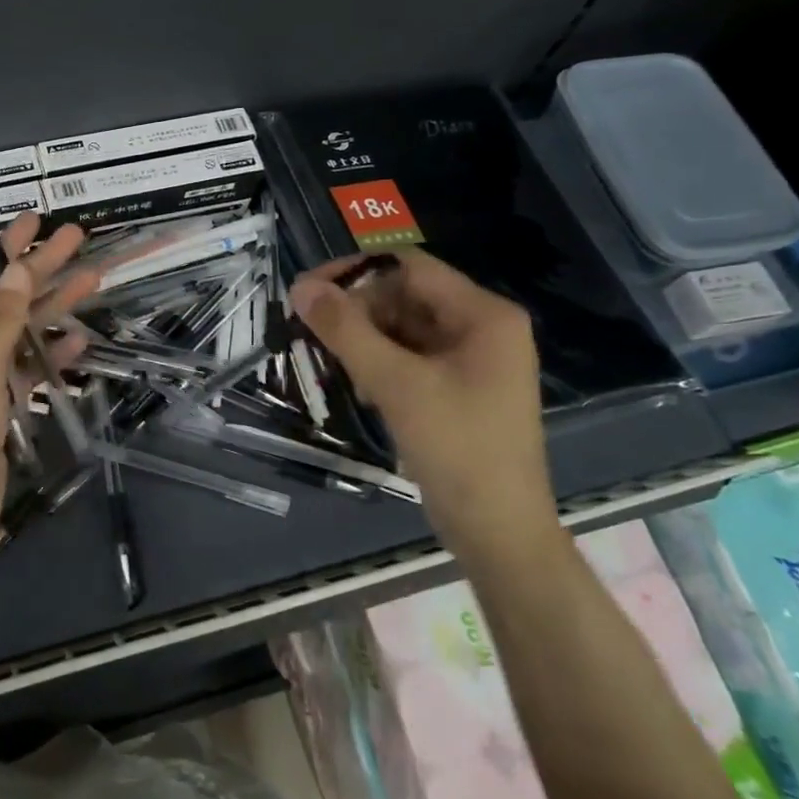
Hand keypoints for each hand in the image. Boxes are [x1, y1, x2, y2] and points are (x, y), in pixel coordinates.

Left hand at [0, 213, 94, 567]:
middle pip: (7, 301)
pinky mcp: (0, 409)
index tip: (36, 218)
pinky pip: (28, 372)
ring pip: (23, 335)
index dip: (8, 248)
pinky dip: (50, 357)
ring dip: (55, 311)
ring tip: (95, 281)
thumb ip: (2, 320)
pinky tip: (78, 342)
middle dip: (42, 271)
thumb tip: (18, 269)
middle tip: (80, 240)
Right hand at [290, 249, 555, 551]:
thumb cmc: (456, 448)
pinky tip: (360, 388)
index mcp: (483, 315)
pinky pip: (410, 358)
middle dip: (358, 311)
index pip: (409, 267)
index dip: (355, 272)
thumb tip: (300, 287)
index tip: (307, 291)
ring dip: (364, 339)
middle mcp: (482, 328)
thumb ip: (346, 330)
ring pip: (404, 329)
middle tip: (312, 332)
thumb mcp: (396, 384)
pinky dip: (380, 364)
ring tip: (331, 362)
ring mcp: (471, 361)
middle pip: (406, 297)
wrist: (498, 531)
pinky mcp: (458, 389)